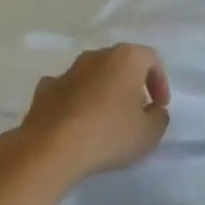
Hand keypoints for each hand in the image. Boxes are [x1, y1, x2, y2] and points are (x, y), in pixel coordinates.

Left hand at [8, 44, 170, 182]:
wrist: (50, 148)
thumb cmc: (108, 135)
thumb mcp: (150, 133)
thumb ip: (159, 116)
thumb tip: (152, 110)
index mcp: (125, 58)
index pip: (151, 60)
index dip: (160, 83)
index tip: (159, 107)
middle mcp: (95, 56)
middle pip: (120, 64)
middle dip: (131, 84)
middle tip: (136, 111)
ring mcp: (66, 71)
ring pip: (93, 75)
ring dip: (103, 91)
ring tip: (106, 119)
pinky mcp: (43, 90)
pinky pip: (69, 90)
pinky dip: (76, 101)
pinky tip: (77, 123)